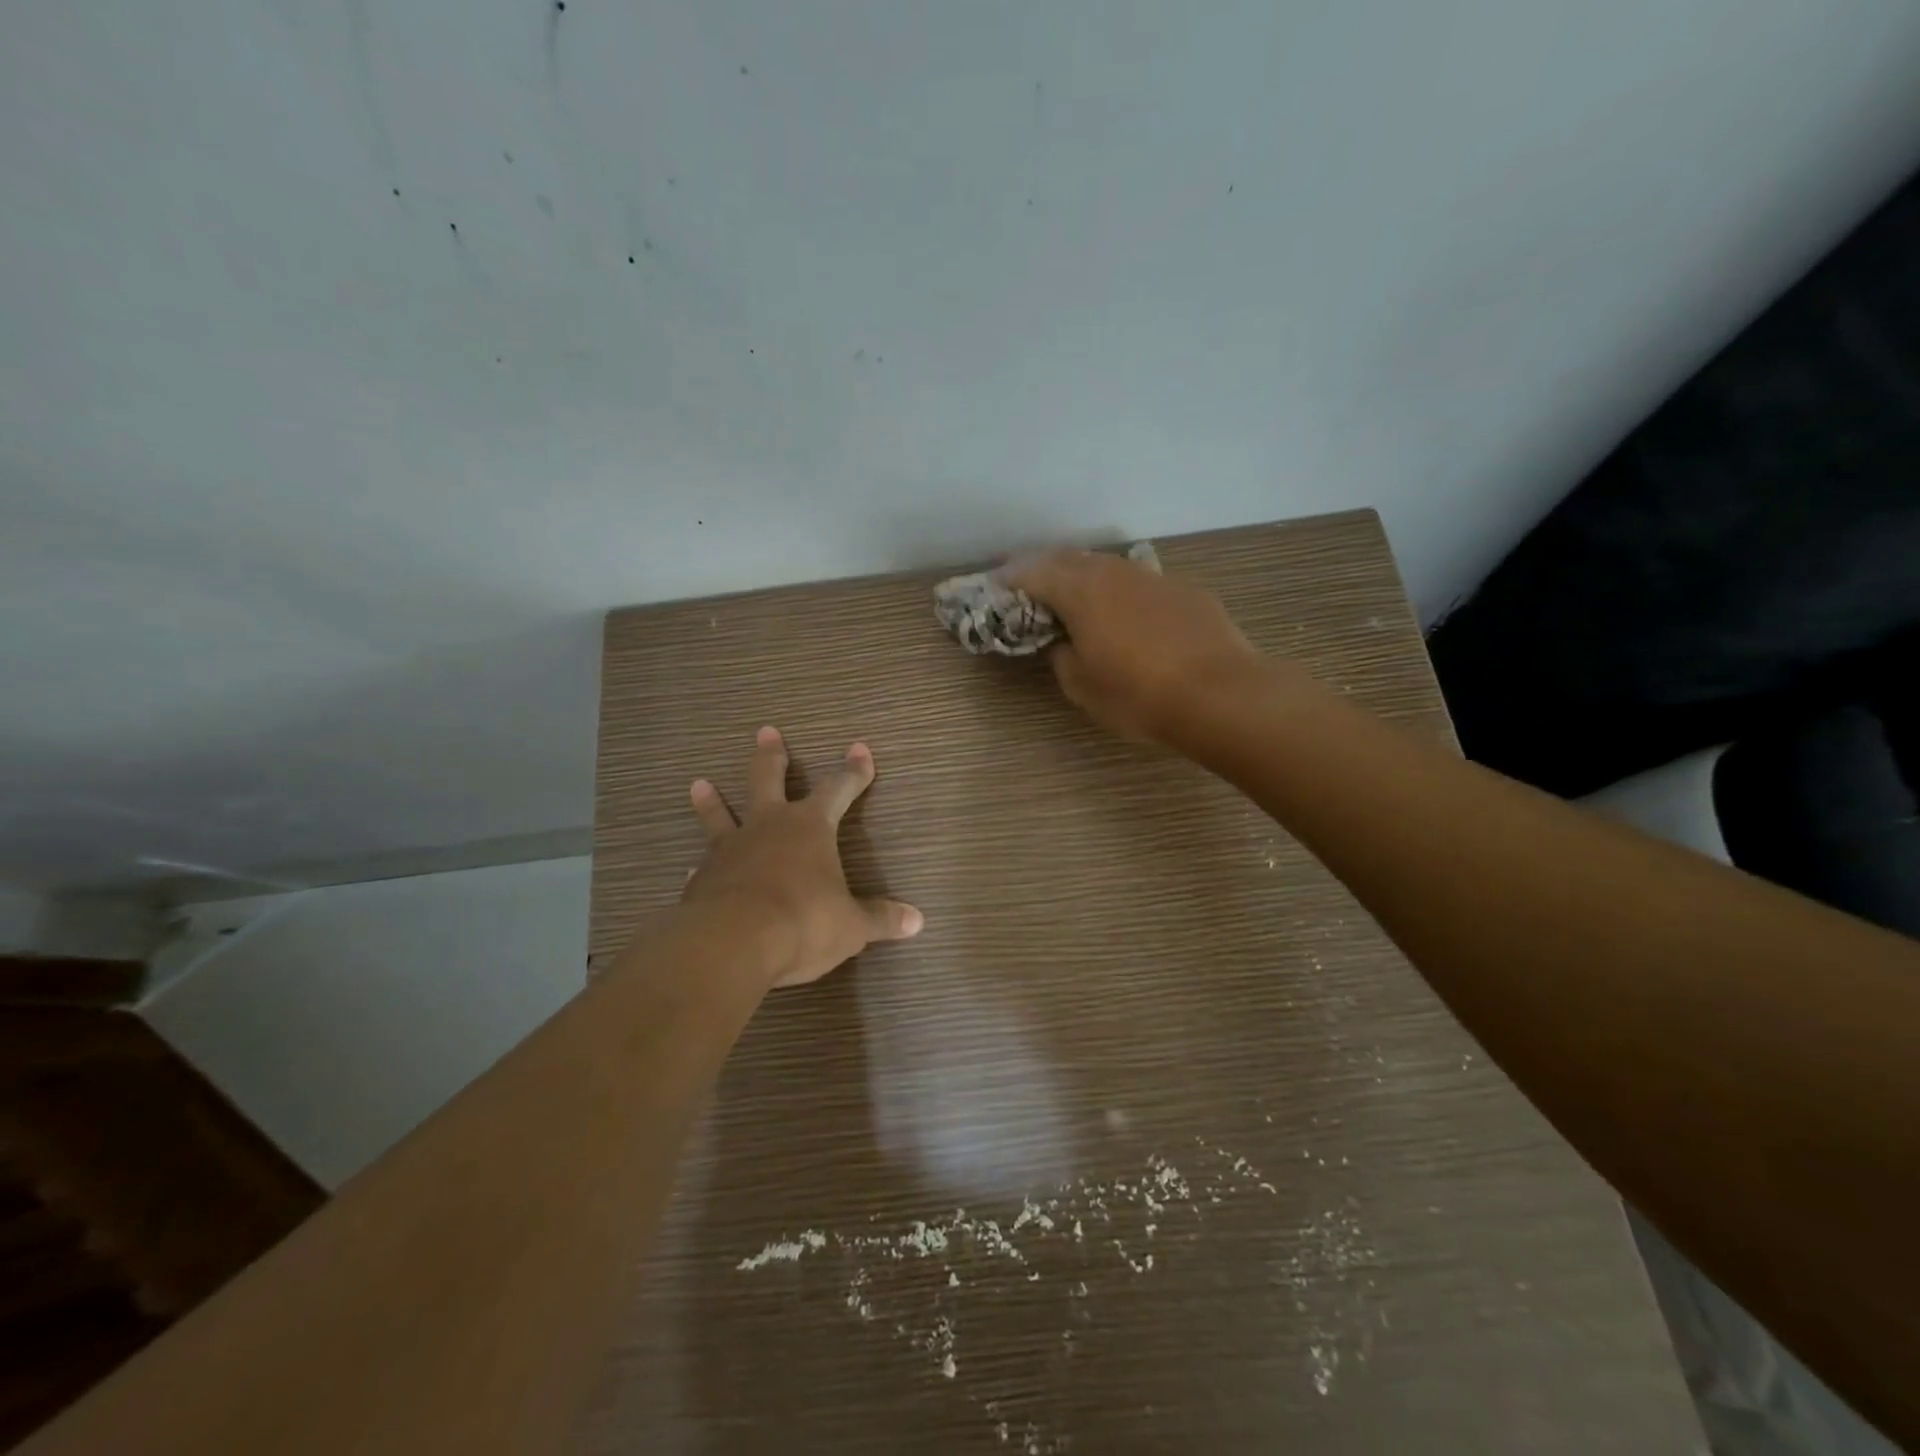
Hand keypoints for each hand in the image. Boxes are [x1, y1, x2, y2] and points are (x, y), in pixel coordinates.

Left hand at [683, 727, 923, 987]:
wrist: (732, 943)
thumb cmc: (802, 923)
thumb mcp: (851, 926)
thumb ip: (880, 919)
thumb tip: (917, 920)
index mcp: (810, 827)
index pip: (838, 789)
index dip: (853, 771)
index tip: (860, 749)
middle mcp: (768, 826)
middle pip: (768, 779)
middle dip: (772, 756)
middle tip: (766, 731)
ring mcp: (730, 849)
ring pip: (720, 814)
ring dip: (712, 801)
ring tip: (699, 783)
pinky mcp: (702, 878)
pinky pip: (702, 866)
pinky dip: (701, 867)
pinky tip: (691, 870)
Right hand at [1001, 549, 1265, 742]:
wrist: (1221, 695)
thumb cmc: (1139, 696)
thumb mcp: (1082, 687)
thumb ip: (1062, 656)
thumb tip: (1064, 642)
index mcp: (1081, 592)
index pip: (1034, 573)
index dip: (1011, 578)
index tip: (997, 585)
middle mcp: (1114, 573)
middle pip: (1069, 558)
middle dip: (1044, 566)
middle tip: (1029, 580)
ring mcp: (1153, 578)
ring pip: (1107, 565)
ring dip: (1083, 573)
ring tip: (1074, 591)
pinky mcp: (1184, 590)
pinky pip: (1140, 582)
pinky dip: (1120, 589)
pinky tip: (1126, 611)